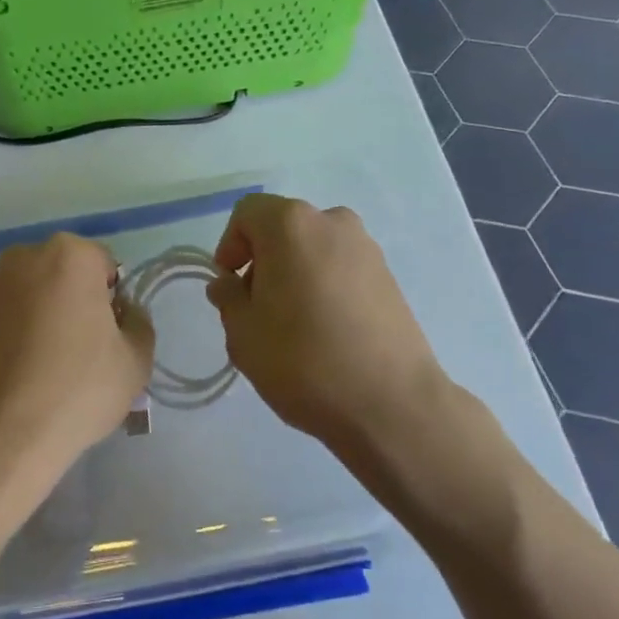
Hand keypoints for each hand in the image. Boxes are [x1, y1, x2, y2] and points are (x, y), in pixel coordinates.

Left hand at [0, 233, 153, 475]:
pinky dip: (24, 329)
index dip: (115, 302)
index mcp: (70, 254)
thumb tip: (123, 313)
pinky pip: (13, 312)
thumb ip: (139, 323)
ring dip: (50, 314)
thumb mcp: (136, 359)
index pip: (107, 267)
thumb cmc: (78, 387)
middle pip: (68, 274)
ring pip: (39, 292)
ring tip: (55, 363)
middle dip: (80, 301)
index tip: (111, 338)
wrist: (2, 433)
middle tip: (86, 350)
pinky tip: (29, 368)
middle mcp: (26, 256)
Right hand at [207, 194, 451, 451]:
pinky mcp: (390, 277)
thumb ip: (228, 298)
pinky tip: (325, 331)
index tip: (229, 285)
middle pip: (283, 228)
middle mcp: (332, 222)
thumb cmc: (303, 360)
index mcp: (291, 225)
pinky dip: (324, 286)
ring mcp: (367, 248)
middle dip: (263, 260)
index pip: (247, 213)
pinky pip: (341, 268)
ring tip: (291, 324)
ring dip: (294, 273)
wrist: (391, 404)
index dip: (229, 245)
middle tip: (256, 308)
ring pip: (314, 249)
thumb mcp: (243, 333)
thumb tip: (229, 284)